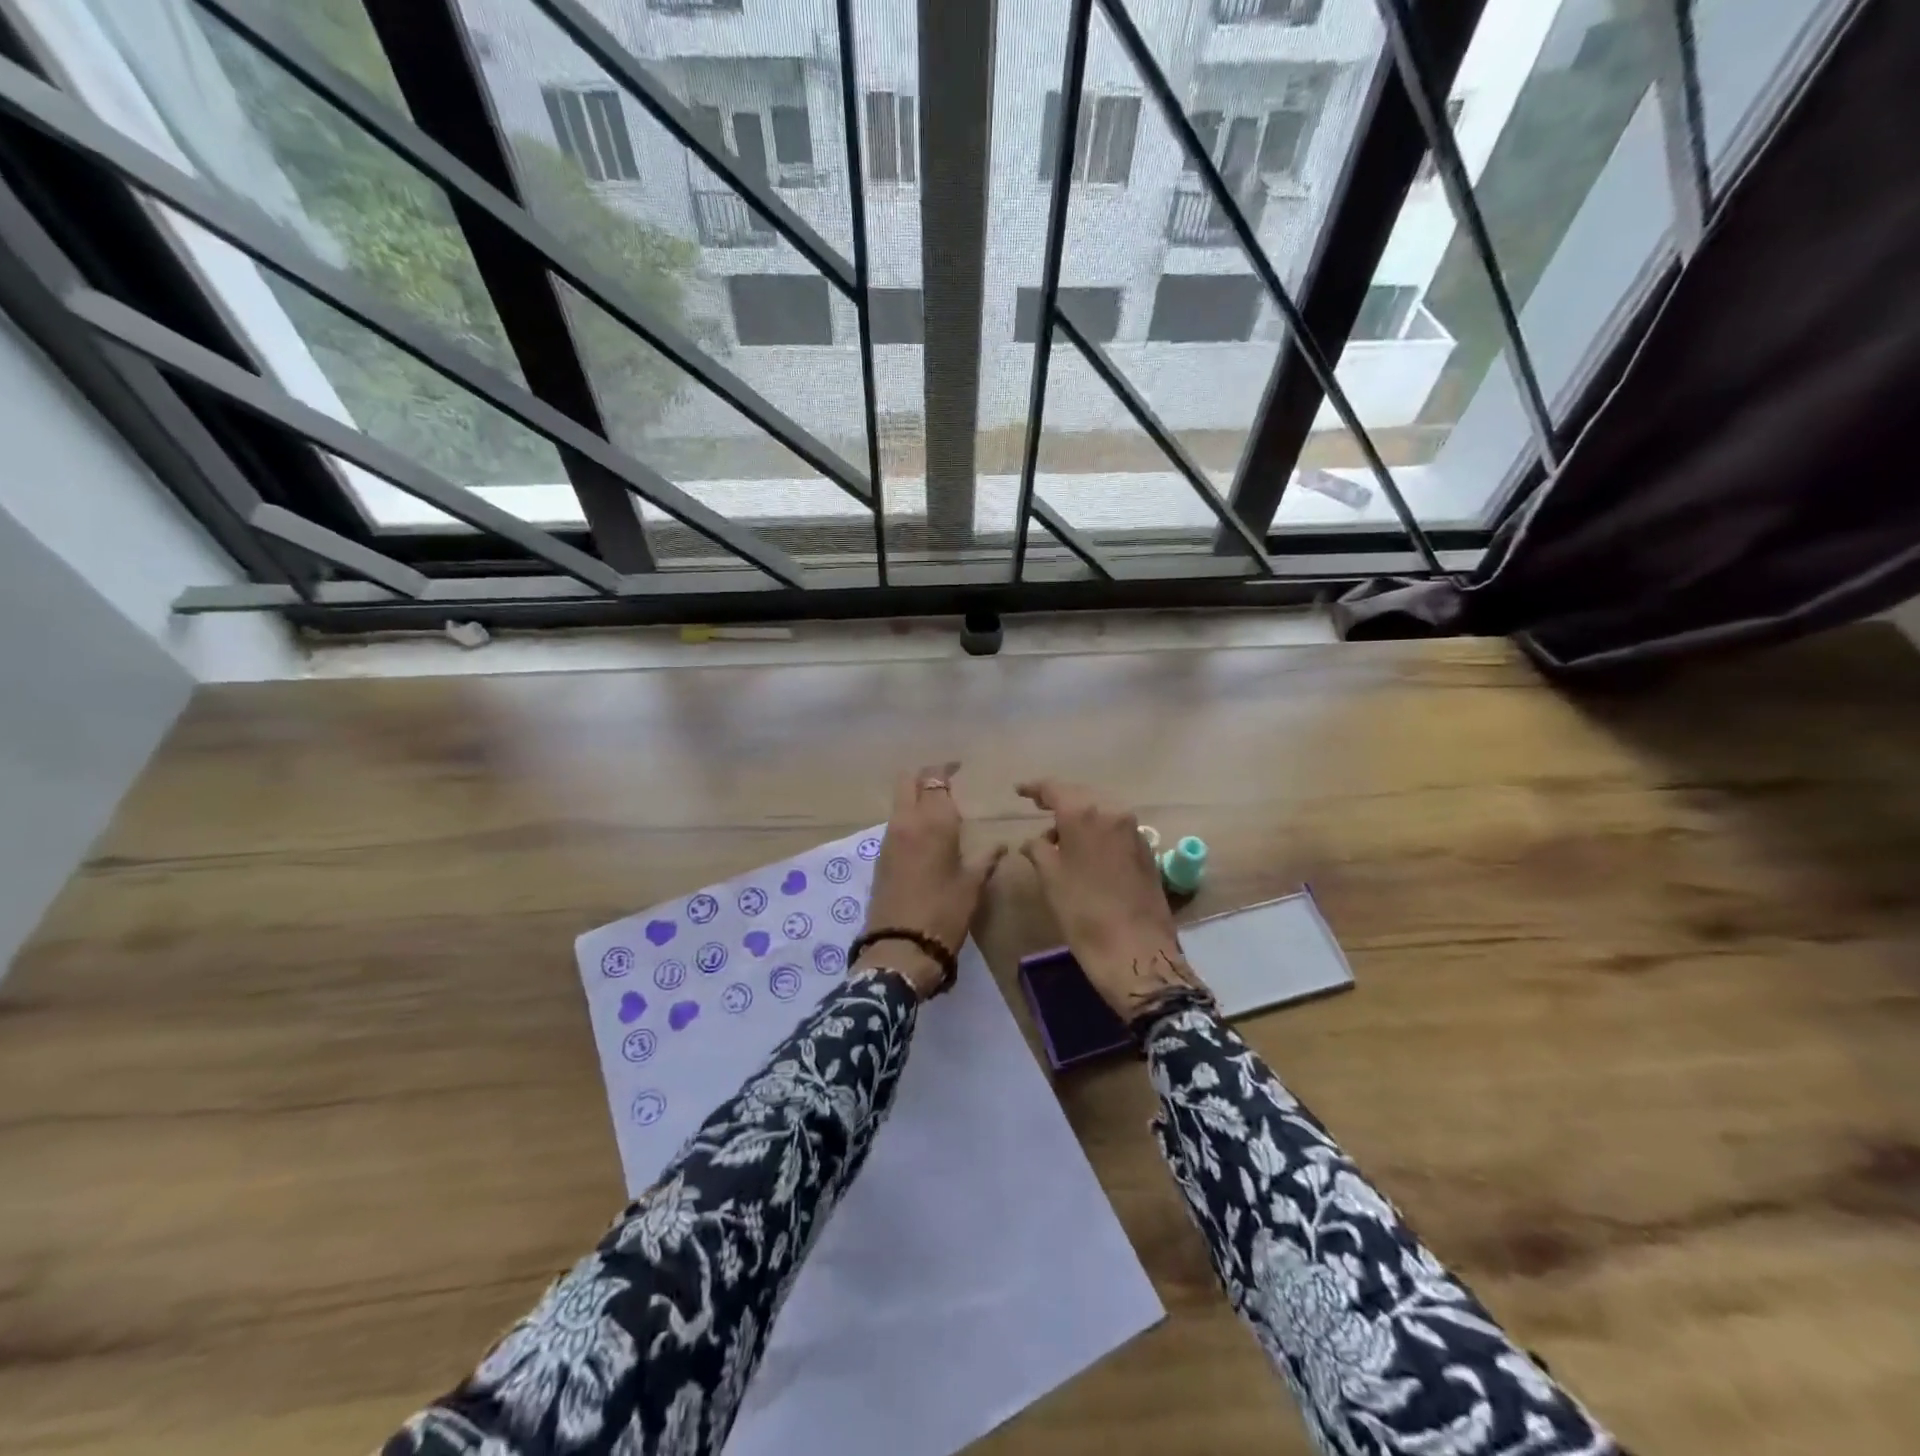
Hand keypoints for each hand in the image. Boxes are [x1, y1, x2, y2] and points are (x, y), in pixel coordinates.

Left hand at [856, 762, 1006, 998]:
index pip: (934, 779)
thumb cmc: (944, 912)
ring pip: (899, 802)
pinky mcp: (880, 857)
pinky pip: (895, 823)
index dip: (945, 769)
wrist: (901, 947)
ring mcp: (889, 839)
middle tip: (945, 782)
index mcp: (933, 822)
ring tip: (938, 811)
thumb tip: (1000, 845)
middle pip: (907, 781)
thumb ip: (985, 858)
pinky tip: (925, 836)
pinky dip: (908, 818)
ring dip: (915, 797)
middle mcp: (906, 822)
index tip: (959, 768)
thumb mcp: (972, 885)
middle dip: (924, 776)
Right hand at [1017, 780, 1209, 1020]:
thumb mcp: (1050, 878)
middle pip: (1081, 796)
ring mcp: (1134, 831)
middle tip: (1039, 808)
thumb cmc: (1083, 912)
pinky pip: (1115, 829)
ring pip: (1101, 812)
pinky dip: (1098, 832)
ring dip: (1081, 818)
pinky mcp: (1147, 851)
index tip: (1019, 791)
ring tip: (1060, 836)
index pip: (1055, 788)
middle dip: (1060, 801)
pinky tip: (1086, 851)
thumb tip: (1036, 840)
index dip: (1035, 788)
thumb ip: (1038, 849)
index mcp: (1084, 813)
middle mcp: (1113, 812)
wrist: (1136, 950)